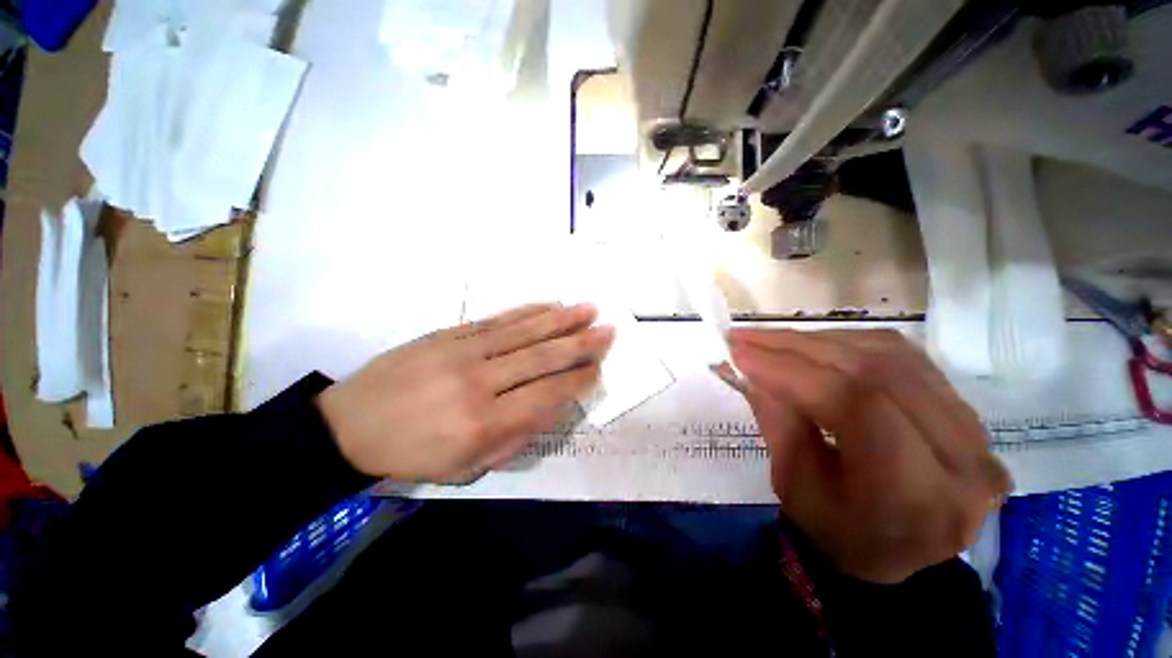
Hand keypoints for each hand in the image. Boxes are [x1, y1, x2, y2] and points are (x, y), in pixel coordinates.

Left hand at [317, 304, 613, 482]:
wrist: (349, 425)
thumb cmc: (412, 454)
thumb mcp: (466, 466)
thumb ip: (516, 436)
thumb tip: (552, 405)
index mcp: (483, 423)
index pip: (546, 394)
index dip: (577, 380)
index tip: (599, 367)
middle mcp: (479, 382)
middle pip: (541, 357)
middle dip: (580, 343)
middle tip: (608, 330)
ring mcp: (464, 351)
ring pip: (524, 331)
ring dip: (561, 319)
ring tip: (588, 309)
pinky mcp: (450, 333)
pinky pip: (498, 319)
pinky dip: (528, 311)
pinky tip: (549, 305)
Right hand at [729, 329, 1012, 583]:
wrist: (899, 556)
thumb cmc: (839, 534)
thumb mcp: (794, 485)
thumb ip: (776, 419)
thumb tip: (749, 365)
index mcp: (917, 497)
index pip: (855, 405)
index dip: (790, 370)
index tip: (739, 352)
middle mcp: (963, 459)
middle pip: (875, 372)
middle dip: (797, 347)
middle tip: (747, 338)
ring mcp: (976, 430)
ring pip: (890, 355)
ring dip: (820, 341)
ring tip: (772, 341)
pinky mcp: (968, 411)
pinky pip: (904, 357)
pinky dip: (849, 344)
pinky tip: (812, 346)